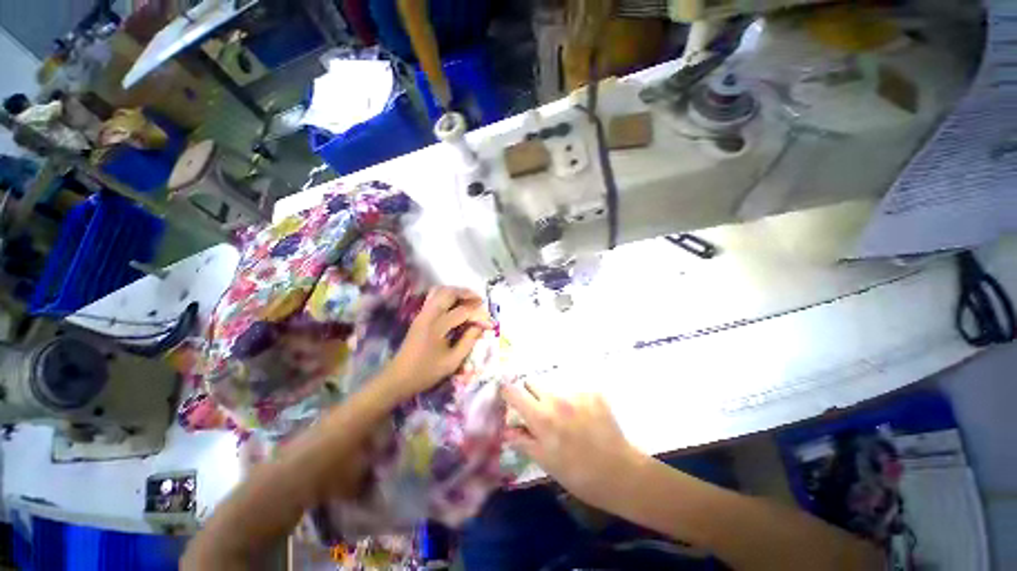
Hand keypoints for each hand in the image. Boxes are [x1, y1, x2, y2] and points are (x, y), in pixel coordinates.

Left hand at [381, 286, 491, 400]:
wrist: (399, 377)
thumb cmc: (427, 372)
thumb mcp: (453, 361)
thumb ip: (469, 341)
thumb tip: (480, 326)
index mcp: (437, 326)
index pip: (463, 312)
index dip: (478, 315)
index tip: (489, 323)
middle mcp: (429, 314)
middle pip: (449, 293)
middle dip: (467, 294)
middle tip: (481, 301)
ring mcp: (423, 313)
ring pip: (440, 291)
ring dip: (457, 292)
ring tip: (470, 300)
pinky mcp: (420, 315)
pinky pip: (434, 297)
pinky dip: (448, 295)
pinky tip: (456, 304)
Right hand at [502, 382, 643, 510]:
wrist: (620, 473)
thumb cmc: (578, 474)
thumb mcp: (546, 462)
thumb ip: (523, 441)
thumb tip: (507, 430)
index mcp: (541, 417)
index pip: (514, 391)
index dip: (507, 393)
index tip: (508, 398)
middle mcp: (556, 398)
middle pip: (533, 383)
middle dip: (530, 395)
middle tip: (538, 414)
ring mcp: (576, 393)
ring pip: (555, 388)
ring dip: (554, 400)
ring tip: (567, 421)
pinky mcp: (593, 393)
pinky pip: (575, 392)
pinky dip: (574, 403)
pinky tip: (585, 420)